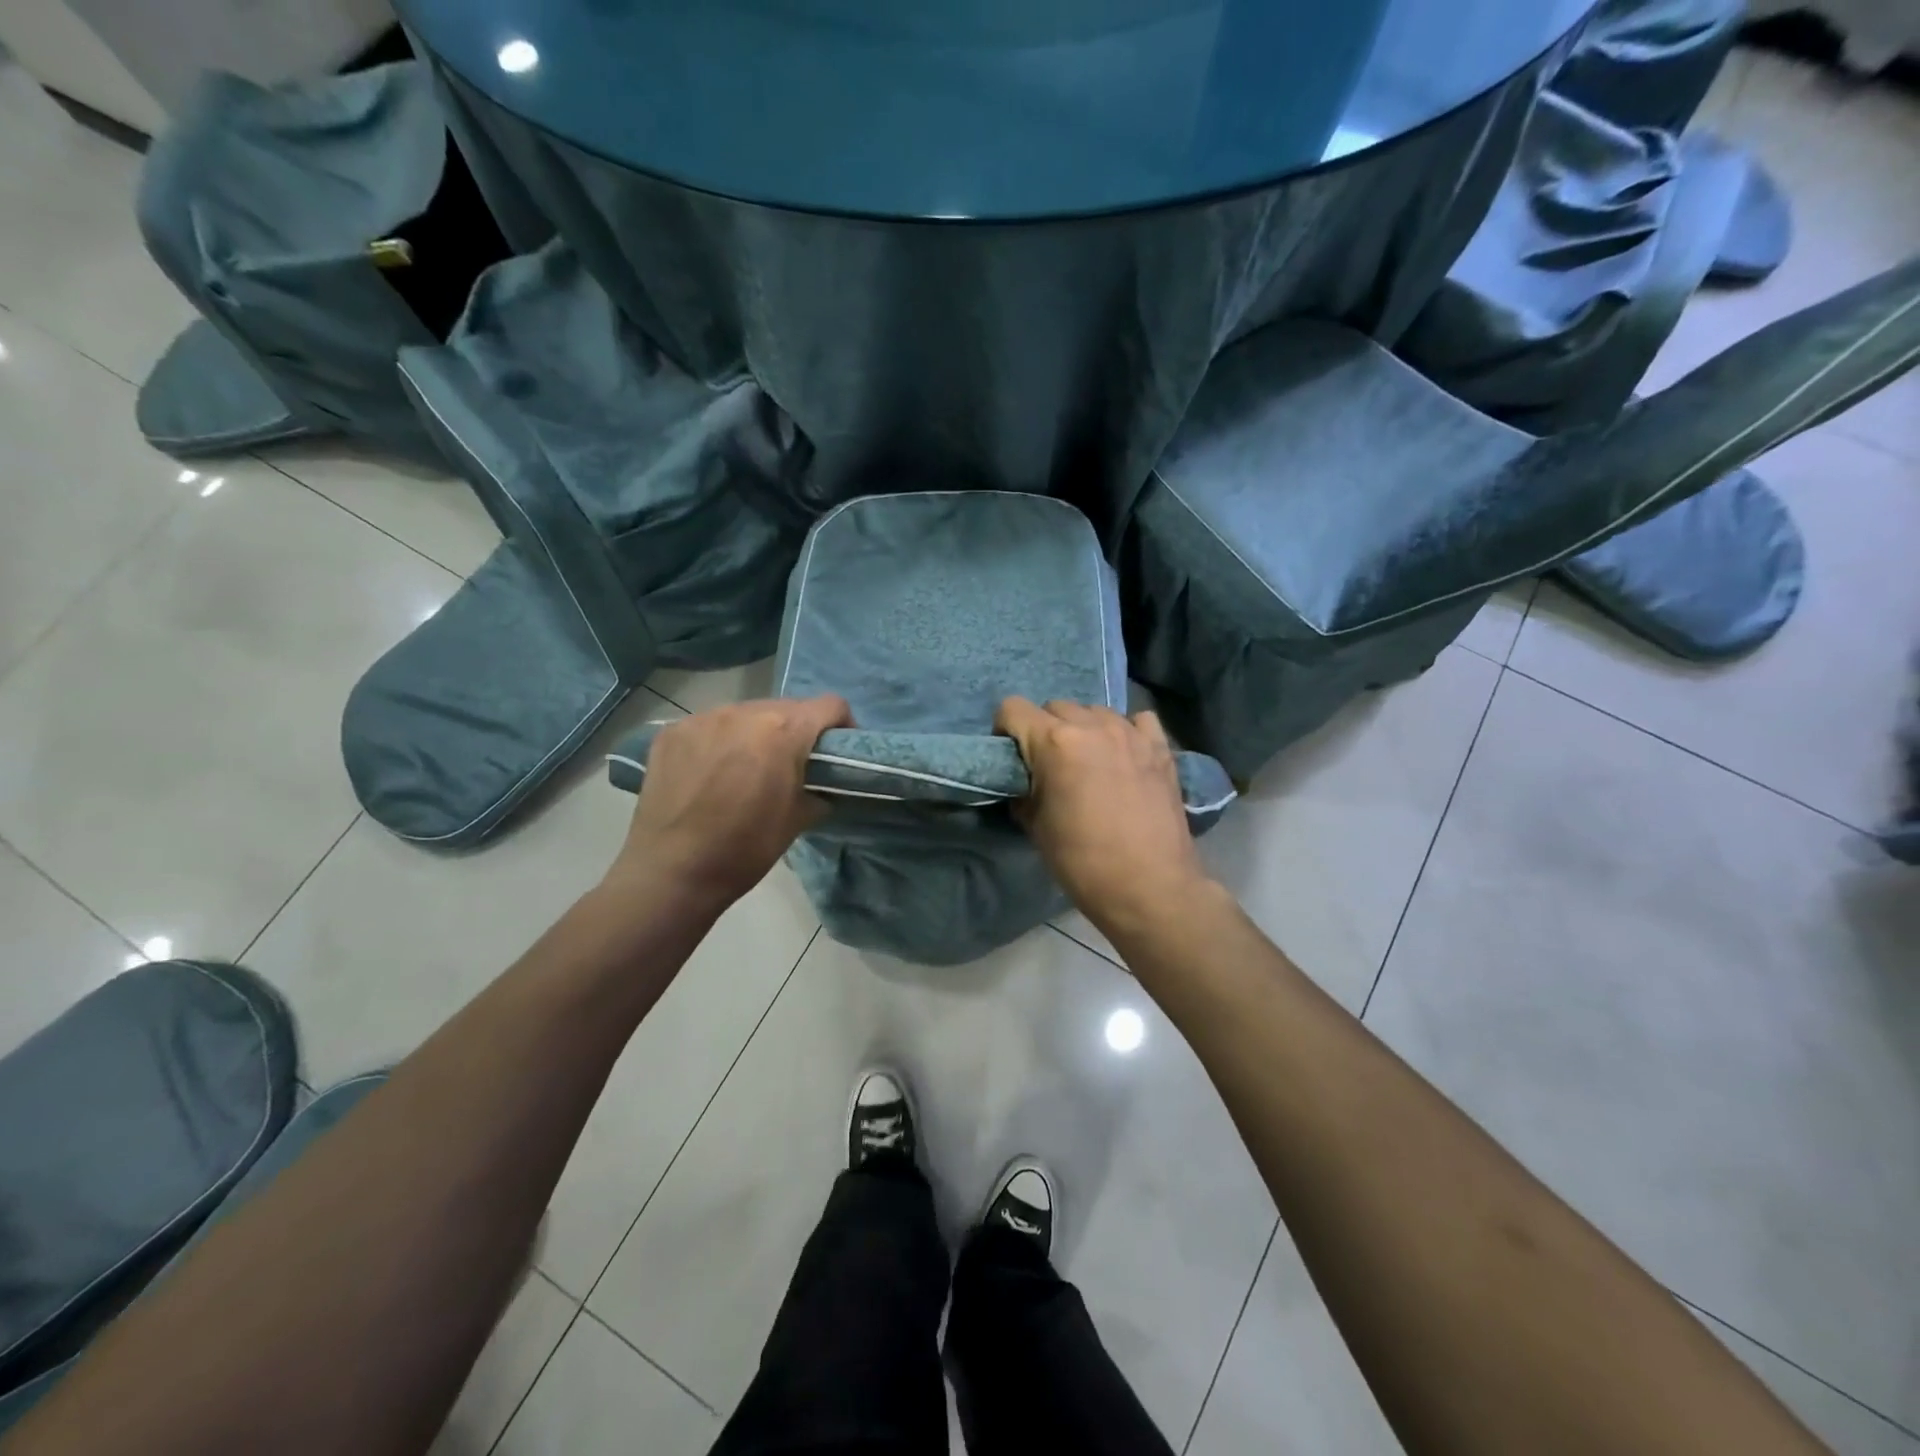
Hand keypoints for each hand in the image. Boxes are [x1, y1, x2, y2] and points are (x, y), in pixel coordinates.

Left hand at [609, 695, 851, 910]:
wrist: (671, 872)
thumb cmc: (744, 849)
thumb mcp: (798, 820)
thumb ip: (817, 788)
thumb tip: (819, 785)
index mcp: (783, 731)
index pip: (830, 705)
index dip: (842, 725)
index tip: (836, 751)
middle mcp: (744, 712)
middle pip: (786, 708)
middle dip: (796, 731)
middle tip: (791, 766)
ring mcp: (702, 718)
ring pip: (745, 714)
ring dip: (756, 734)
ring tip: (746, 769)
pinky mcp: (672, 732)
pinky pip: (709, 726)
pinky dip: (719, 742)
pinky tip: (710, 774)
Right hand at [995, 697, 1213, 935]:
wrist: (1149, 887)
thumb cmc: (1082, 861)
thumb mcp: (1036, 827)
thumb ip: (1025, 790)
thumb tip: (1025, 781)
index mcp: (1055, 742)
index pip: (1013, 708)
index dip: (1005, 729)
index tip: (1011, 754)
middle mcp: (1092, 725)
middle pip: (1055, 706)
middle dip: (1044, 729)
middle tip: (1048, 763)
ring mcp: (1130, 733)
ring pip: (1094, 711)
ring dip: (1083, 728)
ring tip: (1088, 760)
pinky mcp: (1160, 747)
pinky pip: (1137, 720)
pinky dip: (1125, 731)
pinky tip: (1124, 755)